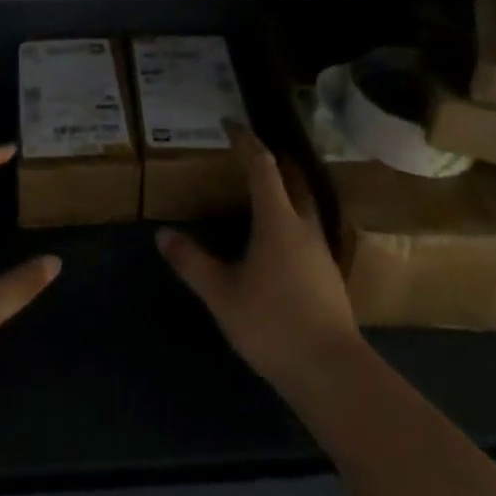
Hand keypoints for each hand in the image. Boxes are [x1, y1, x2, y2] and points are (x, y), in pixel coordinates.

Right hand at [157, 129, 362, 395]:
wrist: (332, 372)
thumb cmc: (273, 324)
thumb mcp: (222, 294)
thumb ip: (192, 262)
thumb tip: (163, 234)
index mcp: (278, 220)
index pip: (262, 166)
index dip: (246, 141)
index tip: (230, 123)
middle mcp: (303, 226)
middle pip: (292, 179)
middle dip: (273, 161)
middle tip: (251, 152)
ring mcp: (320, 251)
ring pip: (304, 204)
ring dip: (286, 189)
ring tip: (264, 191)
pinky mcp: (328, 274)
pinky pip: (308, 229)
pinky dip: (292, 217)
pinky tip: (280, 239)